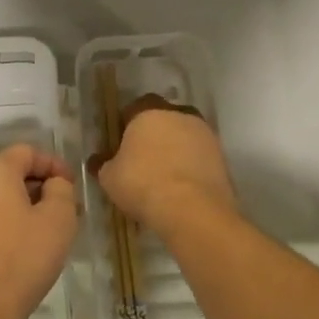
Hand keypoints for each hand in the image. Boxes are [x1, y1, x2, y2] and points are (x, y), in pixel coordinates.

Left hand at [0, 145, 78, 318]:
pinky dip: (1, 228)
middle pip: (8, 175)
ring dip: (18, 209)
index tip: (71, 185)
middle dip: (37, 187)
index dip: (53, 164)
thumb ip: (61, 190)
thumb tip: (53, 184)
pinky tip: (16, 253)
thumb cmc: (23, 257)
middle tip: (61, 211)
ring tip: (41, 234)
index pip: (26, 152)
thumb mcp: (58, 220)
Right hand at [94, 96, 236, 239]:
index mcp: (148, 112)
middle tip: (143, 159)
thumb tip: (97, 160)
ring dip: (175, 149)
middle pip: (162, 118)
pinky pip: (199, 155)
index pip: (133, 108)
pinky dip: (191, 166)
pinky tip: (182, 186)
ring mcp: (204, 134)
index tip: (120, 145)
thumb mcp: (110, 178)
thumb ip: (103, 164)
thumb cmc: (143, 185)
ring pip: (184, 135)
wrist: (193, 211)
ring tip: (165, 175)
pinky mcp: (221, 156)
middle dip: (154, 134)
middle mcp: (178, 115)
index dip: (125, 125)